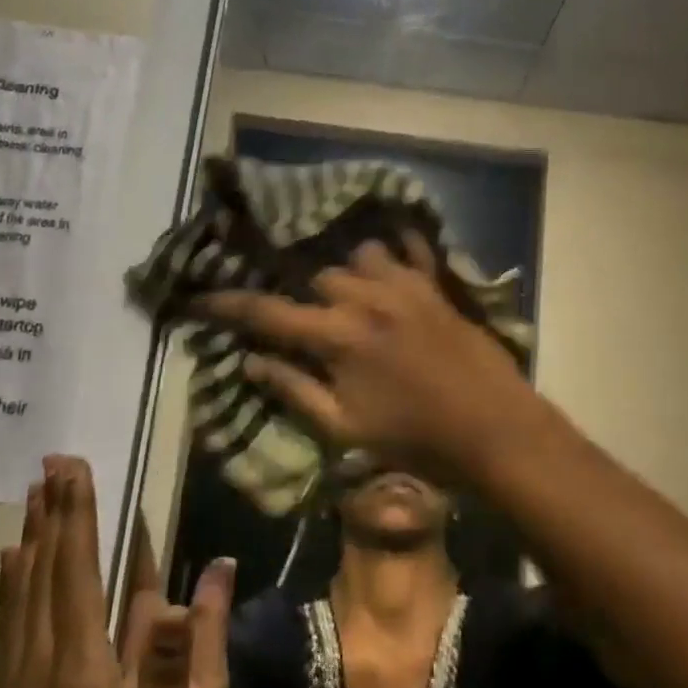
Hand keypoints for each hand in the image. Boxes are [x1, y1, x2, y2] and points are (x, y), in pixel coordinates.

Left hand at [0, 456, 233, 687]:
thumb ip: (191, 650)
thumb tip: (212, 569)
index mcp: (83, 677)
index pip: (79, 575)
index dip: (78, 518)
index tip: (75, 471)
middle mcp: (33, 675)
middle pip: (43, 577)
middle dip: (52, 514)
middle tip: (54, 462)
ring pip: (18, 600)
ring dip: (31, 541)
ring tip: (35, 494)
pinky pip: (4, 632)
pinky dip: (11, 587)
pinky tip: (13, 560)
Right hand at [198, 233, 551, 481]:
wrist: (491, 428)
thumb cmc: (415, 439)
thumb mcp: (344, 428)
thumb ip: (294, 390)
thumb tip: (250, 360)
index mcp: (337, 337)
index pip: (268, 313)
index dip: (227, 305)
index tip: (197, 298)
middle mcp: (365, 298)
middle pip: (316, 279)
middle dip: (305, 299)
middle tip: (309, 321)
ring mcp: (404, 284)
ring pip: (359, 258)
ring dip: (348, 275)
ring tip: (354, 299)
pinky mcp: (435, 284)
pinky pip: (408, 248)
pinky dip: (394, 249)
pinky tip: (391, 258)